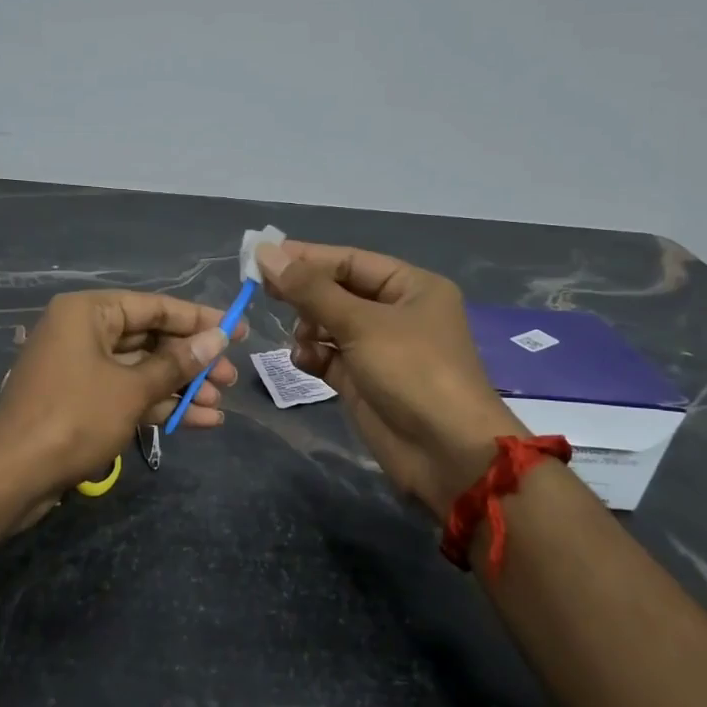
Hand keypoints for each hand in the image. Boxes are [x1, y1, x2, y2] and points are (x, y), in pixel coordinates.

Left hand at [0, 290, 243, 519]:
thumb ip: (177, 363)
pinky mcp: (81, 401)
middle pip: (150, 339)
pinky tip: (199, 421)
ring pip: (142, 370)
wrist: (12, 475)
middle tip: (231, 378)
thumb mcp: (132, 389)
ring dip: (181, 387)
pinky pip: (127, 393)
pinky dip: (159, 405)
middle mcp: (83, 332)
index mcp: (89, 312)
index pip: (155, 307)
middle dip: (192, 361)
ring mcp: (80, 368)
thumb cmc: (74, 417)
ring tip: (221, 403)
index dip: (199, 319)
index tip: (238, 331)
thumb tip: (217, 339)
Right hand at [255, 241, 527, 517]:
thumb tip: (265, 253)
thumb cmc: (412, 372)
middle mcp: (396, 313)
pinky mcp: (364, 381)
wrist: (446, 453)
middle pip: (338, 291)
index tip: (261, 257)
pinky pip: (329, 357)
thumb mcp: (361, 324)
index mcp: (411, 287)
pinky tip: (303, 360)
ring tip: (299, 337)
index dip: (306, 258)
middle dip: (305, 294)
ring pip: (330, 325)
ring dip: (308, 327)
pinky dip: (313, 355)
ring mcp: (380, 349)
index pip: (350, 261)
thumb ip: (310, 290)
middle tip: (263, 292)